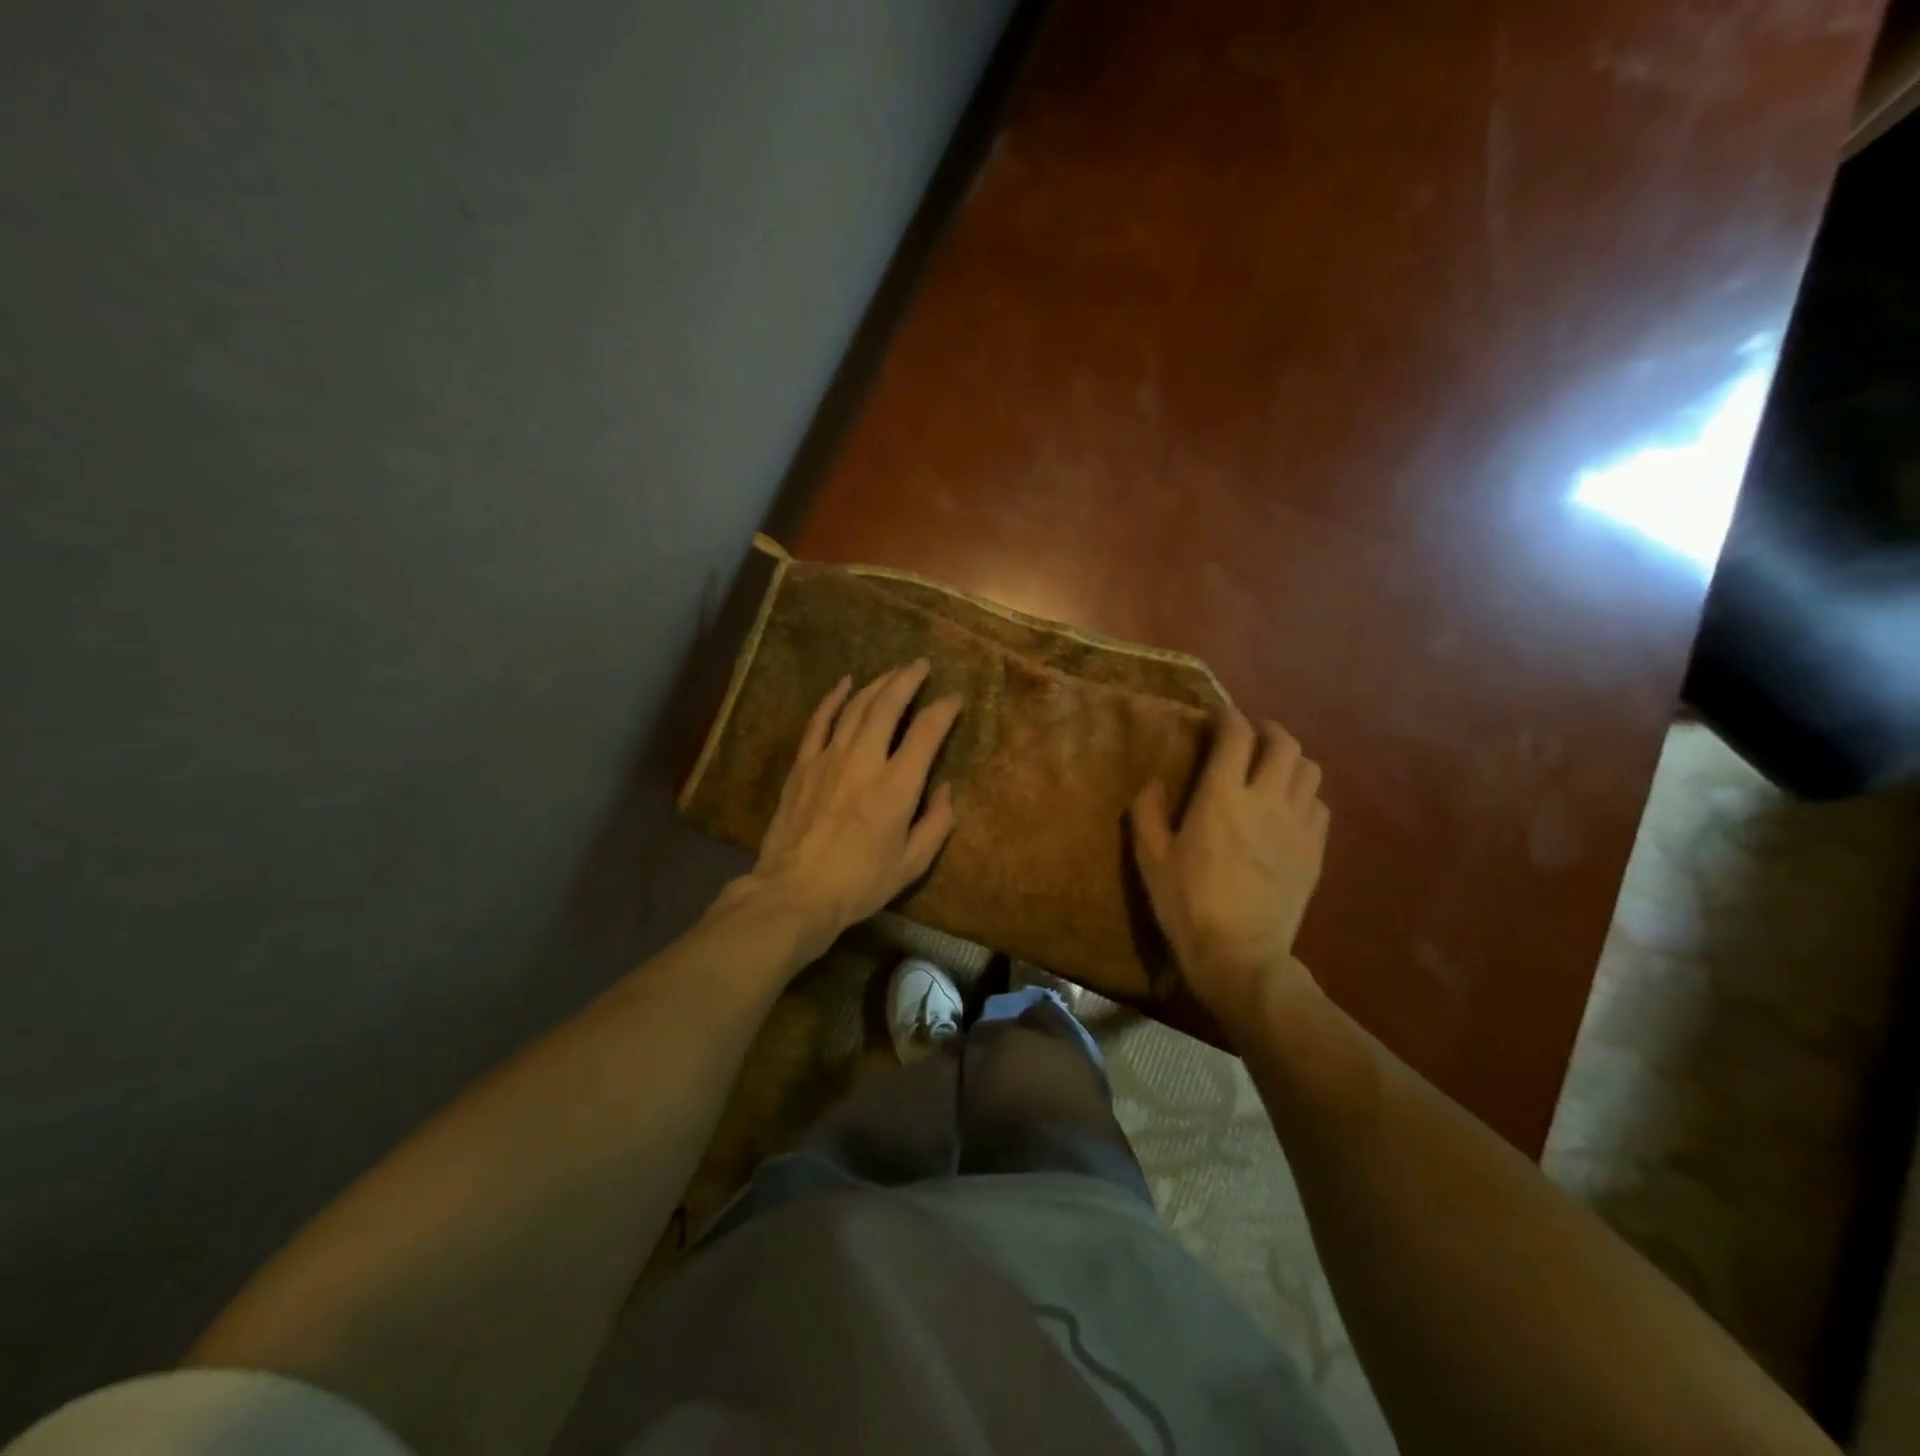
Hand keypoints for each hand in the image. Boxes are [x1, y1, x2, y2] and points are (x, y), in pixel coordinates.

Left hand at [746, 660, 960, 955]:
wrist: (795, 892)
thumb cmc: (860, 884)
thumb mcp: (912, 864)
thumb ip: (936, 823)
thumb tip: (946, 789)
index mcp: (897, 786)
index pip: (927, 732)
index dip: (944, 710)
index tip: (954, 699)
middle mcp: (865, 761)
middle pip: (889, 705)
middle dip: (908, 680)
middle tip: (921, 665)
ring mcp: (829, 758)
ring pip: (856, 707)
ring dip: (877, 684)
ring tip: (893, 671)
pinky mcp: (803, 765)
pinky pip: (820, 721)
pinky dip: (834, 698)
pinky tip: (845, 684)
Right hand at [1130, 712, 1328, 1028]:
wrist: (1239, 954)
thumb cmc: (1186, 904)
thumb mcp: (1151, 858)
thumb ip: (1147, 812)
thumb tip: (1154, 781)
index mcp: (1221, 796)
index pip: (1236, 735)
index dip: (1229, 717)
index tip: (1219, 718)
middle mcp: (1265, 799)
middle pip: (1284, 743)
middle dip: (1267, 730)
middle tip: (1251, 737)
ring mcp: (1297, 825)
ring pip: (1310, 769)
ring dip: (1291, 760)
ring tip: (1274, 769)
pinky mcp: (1315, 850)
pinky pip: (1320, 805)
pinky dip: (1305, 796)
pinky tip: (1288, 809)